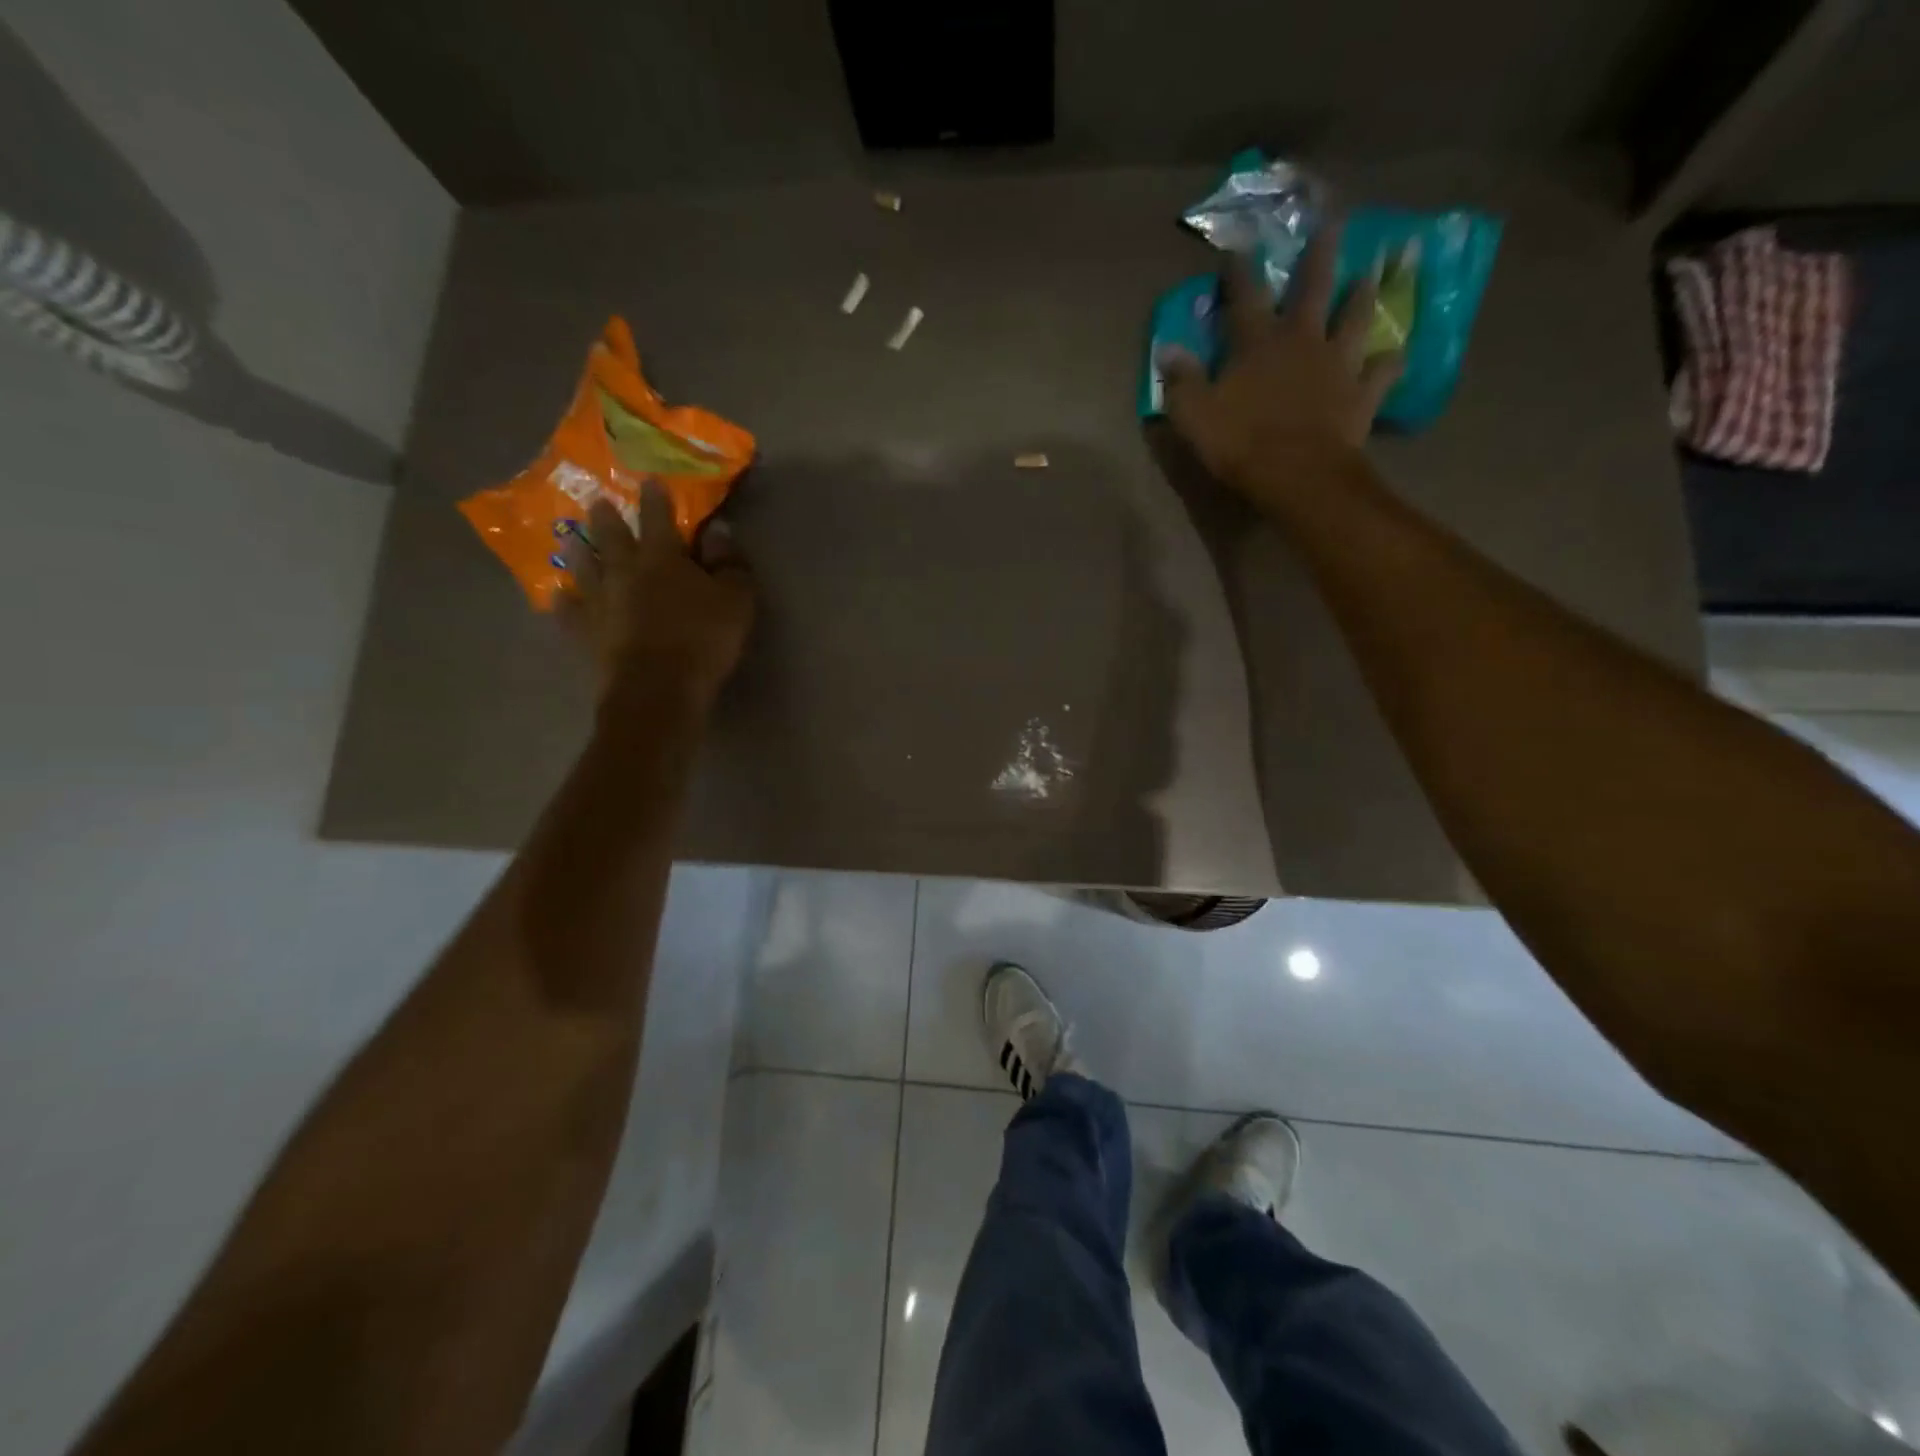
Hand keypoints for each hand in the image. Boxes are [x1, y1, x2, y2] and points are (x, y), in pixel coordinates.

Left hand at [559, 481, 754, 715]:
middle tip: (597, 501)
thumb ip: (729, 563)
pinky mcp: (585, 632)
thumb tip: (719, 531)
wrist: (657, 688)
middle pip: (612, 537)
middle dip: (606, 517)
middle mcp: (624, 570)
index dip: (655, 499)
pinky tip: (559, 597)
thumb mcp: (736, 599)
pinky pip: (569, 612)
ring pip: (584, 568)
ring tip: (570, 539)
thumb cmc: (703, 639)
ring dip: (578, 552)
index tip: (650, 481)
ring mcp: (599, 600)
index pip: (658, 518)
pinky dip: (564, 602)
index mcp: (662, 557)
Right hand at [1160, 224, 1402, 511]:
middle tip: (1334, 223)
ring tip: (1370, 276)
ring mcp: (1338, 364)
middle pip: (1313, 289)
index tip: (1238, 248)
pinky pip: (1382, 371)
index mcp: (1258, 343)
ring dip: (1361, 296)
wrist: (1298, 474)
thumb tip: (1168, 349)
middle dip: (1320, 255)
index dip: (1240, 271)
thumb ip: (1182, 381)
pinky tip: (1394, 355)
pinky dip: (1388, 362)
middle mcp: (1302, 341)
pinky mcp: (1362, 393)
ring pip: (1355, 319)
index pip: (1245, 296)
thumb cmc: (1241, 442)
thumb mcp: (1194, 415)